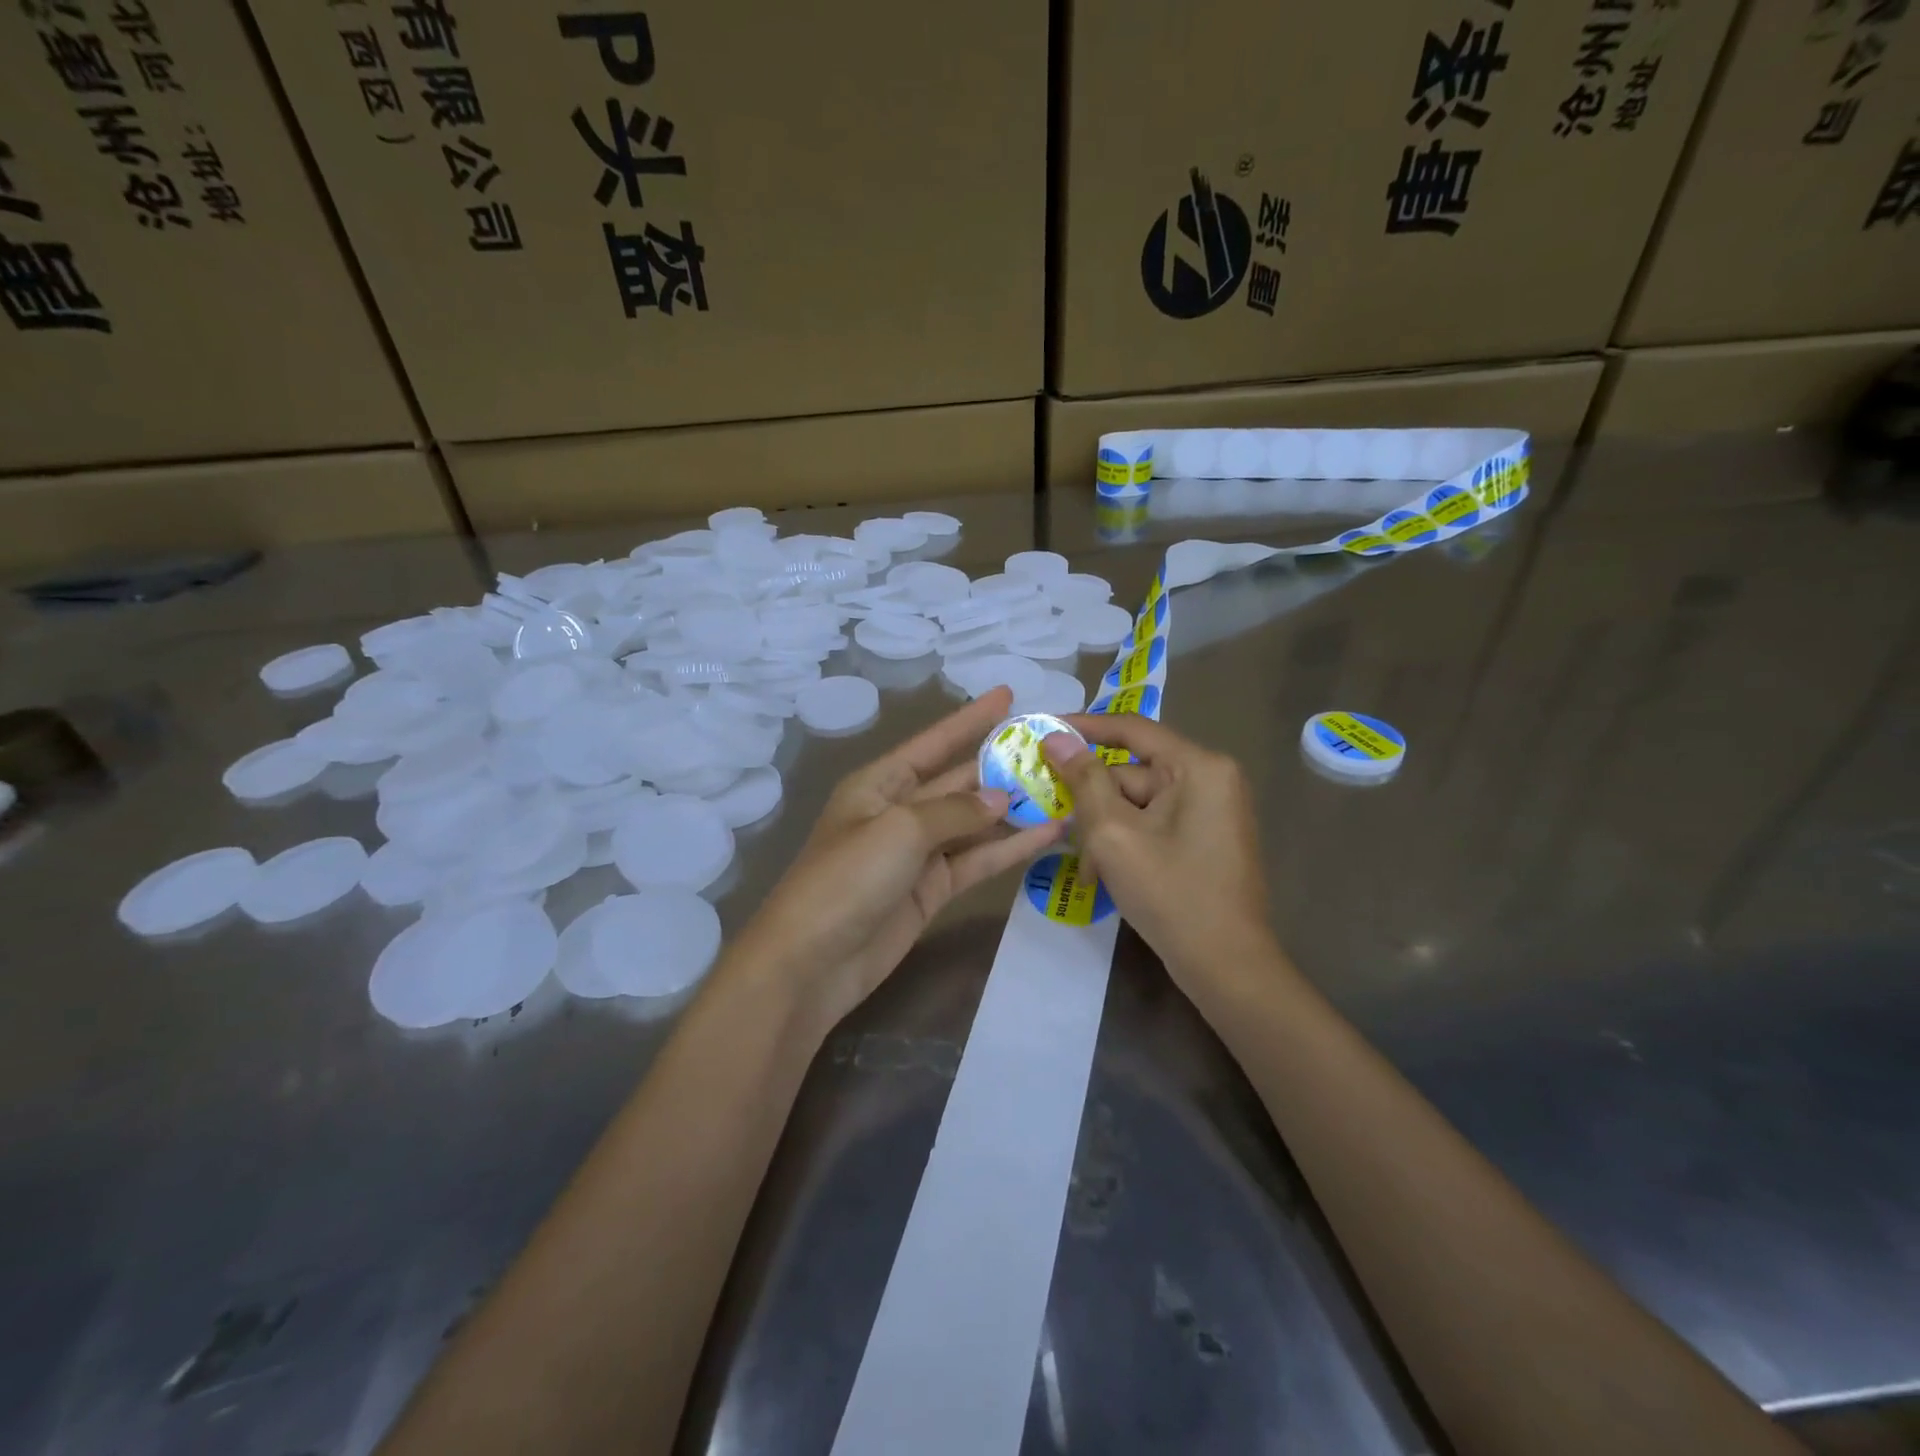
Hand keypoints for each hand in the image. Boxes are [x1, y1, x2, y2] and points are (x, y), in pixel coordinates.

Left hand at [731, 687, 1064, 1035]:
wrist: (812, 962)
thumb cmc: (847, 878)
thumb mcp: (900, 829)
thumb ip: (956, 811)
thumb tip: (1001, 798)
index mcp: (879, 784)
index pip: (933, 742)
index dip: (970, 718)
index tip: (1008, 695)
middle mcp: (900, 811)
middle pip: (958, 780)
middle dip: (1001, 764)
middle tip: (1052, 748)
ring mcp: (918, 853)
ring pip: (974, 822)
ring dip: (1014, 809)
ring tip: (1064, 789)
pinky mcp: (933, 890)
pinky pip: (977, 860)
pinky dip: (1010, 849)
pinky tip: (1049, 834)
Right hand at [1044, 714, 1274, 990]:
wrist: (1227, 967)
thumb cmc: (1171, 894)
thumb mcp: (1114, 834)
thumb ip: (1083, 780)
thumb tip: (1056, 736)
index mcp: (1199, 767)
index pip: (1131, 729)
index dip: (1084, 727)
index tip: (1042, 731)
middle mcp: (1211, 779)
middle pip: (1132, 772)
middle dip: (1092, 801)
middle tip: (1054, 819)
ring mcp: (1211, 811)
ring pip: (1138, 803)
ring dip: (1105, 830)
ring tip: (1085, 867)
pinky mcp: (1205, 838)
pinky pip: (1154, 824)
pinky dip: (1126, 842)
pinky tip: (1104, 875)